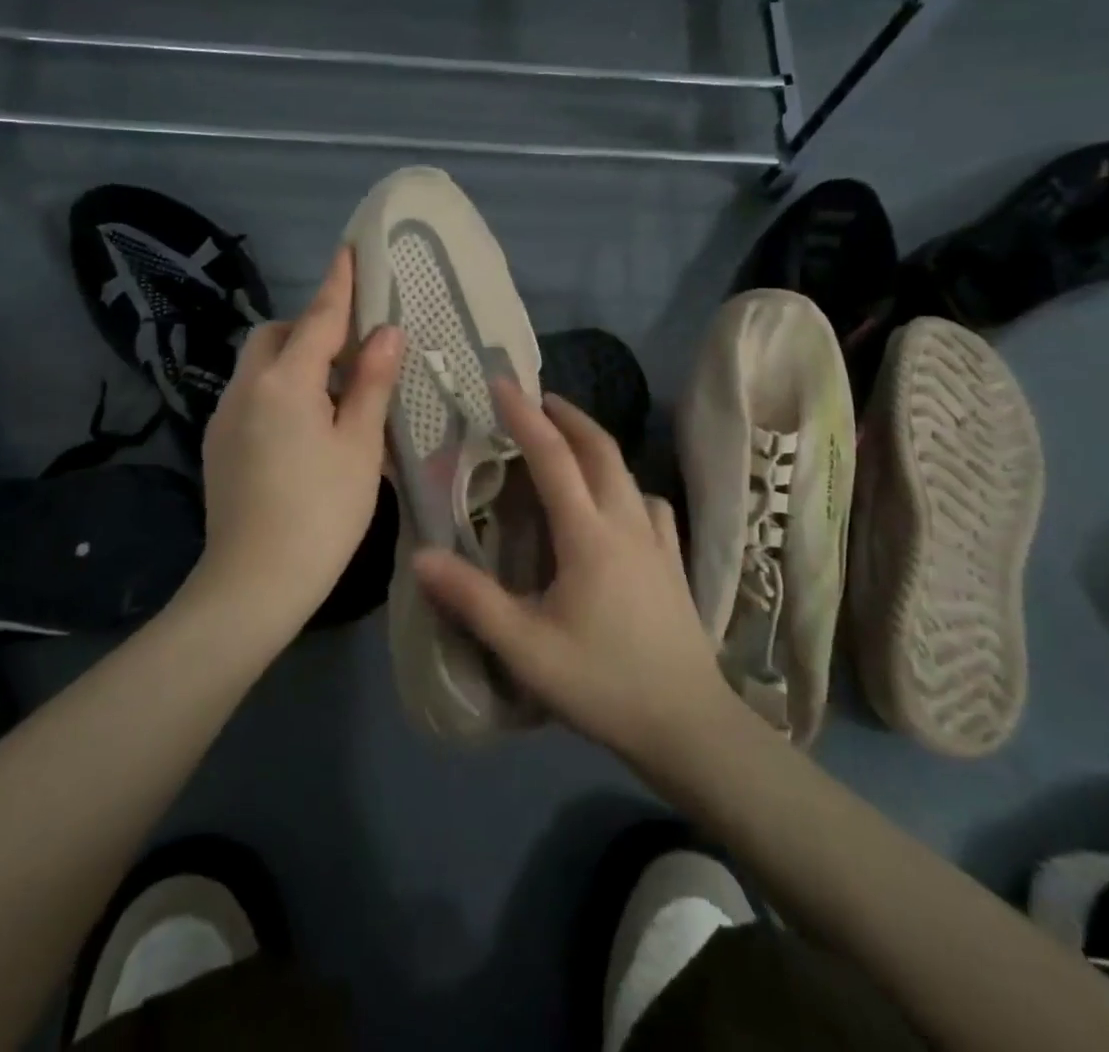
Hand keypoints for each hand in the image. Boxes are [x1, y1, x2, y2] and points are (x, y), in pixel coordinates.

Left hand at [199, 246, 402, 631]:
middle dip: (309, 328)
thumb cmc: (321, 513)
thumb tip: (387, 332)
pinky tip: (304, 429)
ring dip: (293, 360)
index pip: (317, 317)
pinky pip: (251, 395)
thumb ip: (371, 383)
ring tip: (334, 394)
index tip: (351, 249)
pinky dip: (278, 390)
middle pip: (275, 335)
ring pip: (259, 365)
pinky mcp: (217, 444)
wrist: (252, 584)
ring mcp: (224, 417)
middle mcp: (245, 388)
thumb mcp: (359, 446)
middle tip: (352, 352)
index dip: (339, 283)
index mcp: (284, 382)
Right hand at [412, 381, 736, 773]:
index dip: (525, 416)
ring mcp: (657, 540)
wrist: (688, 724)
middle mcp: (626, 522)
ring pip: (627, 471)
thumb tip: (420, 556)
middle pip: (600, 449)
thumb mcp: (526, 649)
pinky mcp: (674, 561)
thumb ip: (472, 600)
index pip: (553, 457)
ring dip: (596, 444)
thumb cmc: (603, 683)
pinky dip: (627, 484)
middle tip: (537, 399)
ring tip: (569, 441)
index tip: (502, 383)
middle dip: (567, 415)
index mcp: (589, 534)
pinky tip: (620, 501)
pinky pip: (651, 503)